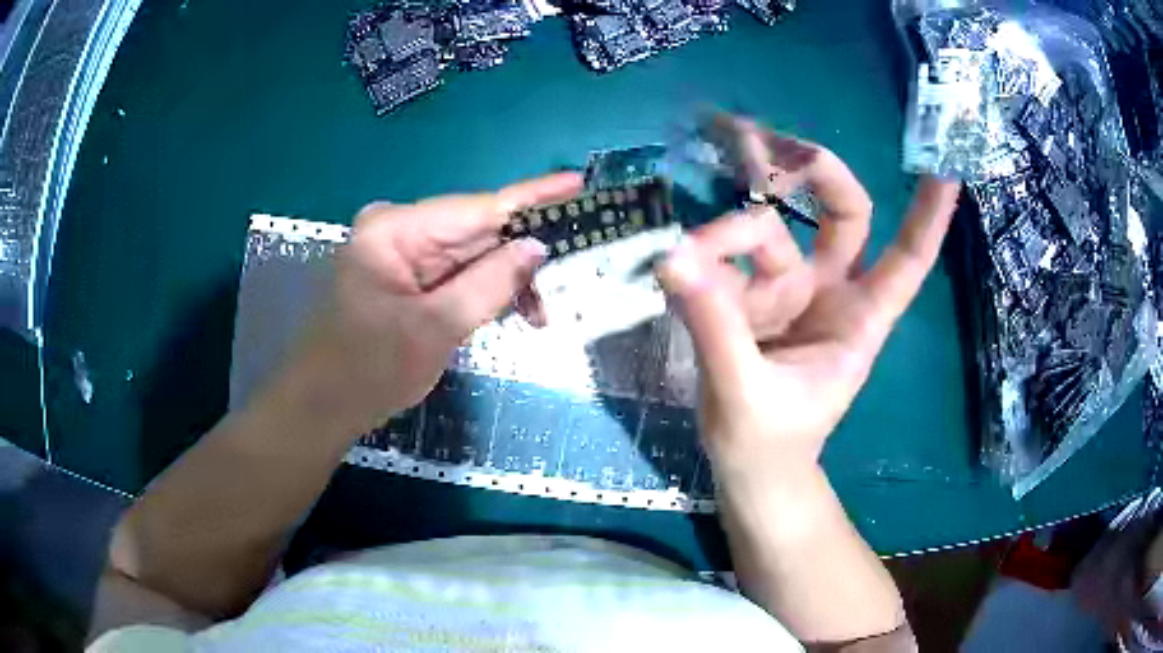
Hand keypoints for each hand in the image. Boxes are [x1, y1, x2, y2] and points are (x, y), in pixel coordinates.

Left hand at [289, 173, 582, 436]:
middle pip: (476, 230)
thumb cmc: (367, 370)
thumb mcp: (434, 328)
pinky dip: (484, 291)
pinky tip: (510, 310)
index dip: (532, 197)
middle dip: (523, 252)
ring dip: (506, 279)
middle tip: (570, 269)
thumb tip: (536, 248)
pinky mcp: (404, 277)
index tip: (577, 183)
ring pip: (470, 255)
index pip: (477, 207)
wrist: (322, 407)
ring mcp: (399, 253)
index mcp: (395, 230)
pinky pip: (455, 274)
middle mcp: (398, 230)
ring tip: (539, 312)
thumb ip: (489, 284)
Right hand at [659, 115, 960, 482]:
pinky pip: (726, 259)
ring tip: (684, 246)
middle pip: (842, 213)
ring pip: (768, 228)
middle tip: (755, 143)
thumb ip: (715, 328)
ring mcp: (788, 290)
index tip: (945, 169)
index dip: (929, 215)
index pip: (907, 259)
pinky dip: (702, 251)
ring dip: (730, 222)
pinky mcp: (748, 297)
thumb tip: (674, 256)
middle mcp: (831, 292)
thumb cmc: (769, 445)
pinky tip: (674, 261)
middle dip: (812, 172)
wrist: (747, 472)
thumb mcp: (746, 396)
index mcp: (859, 320)